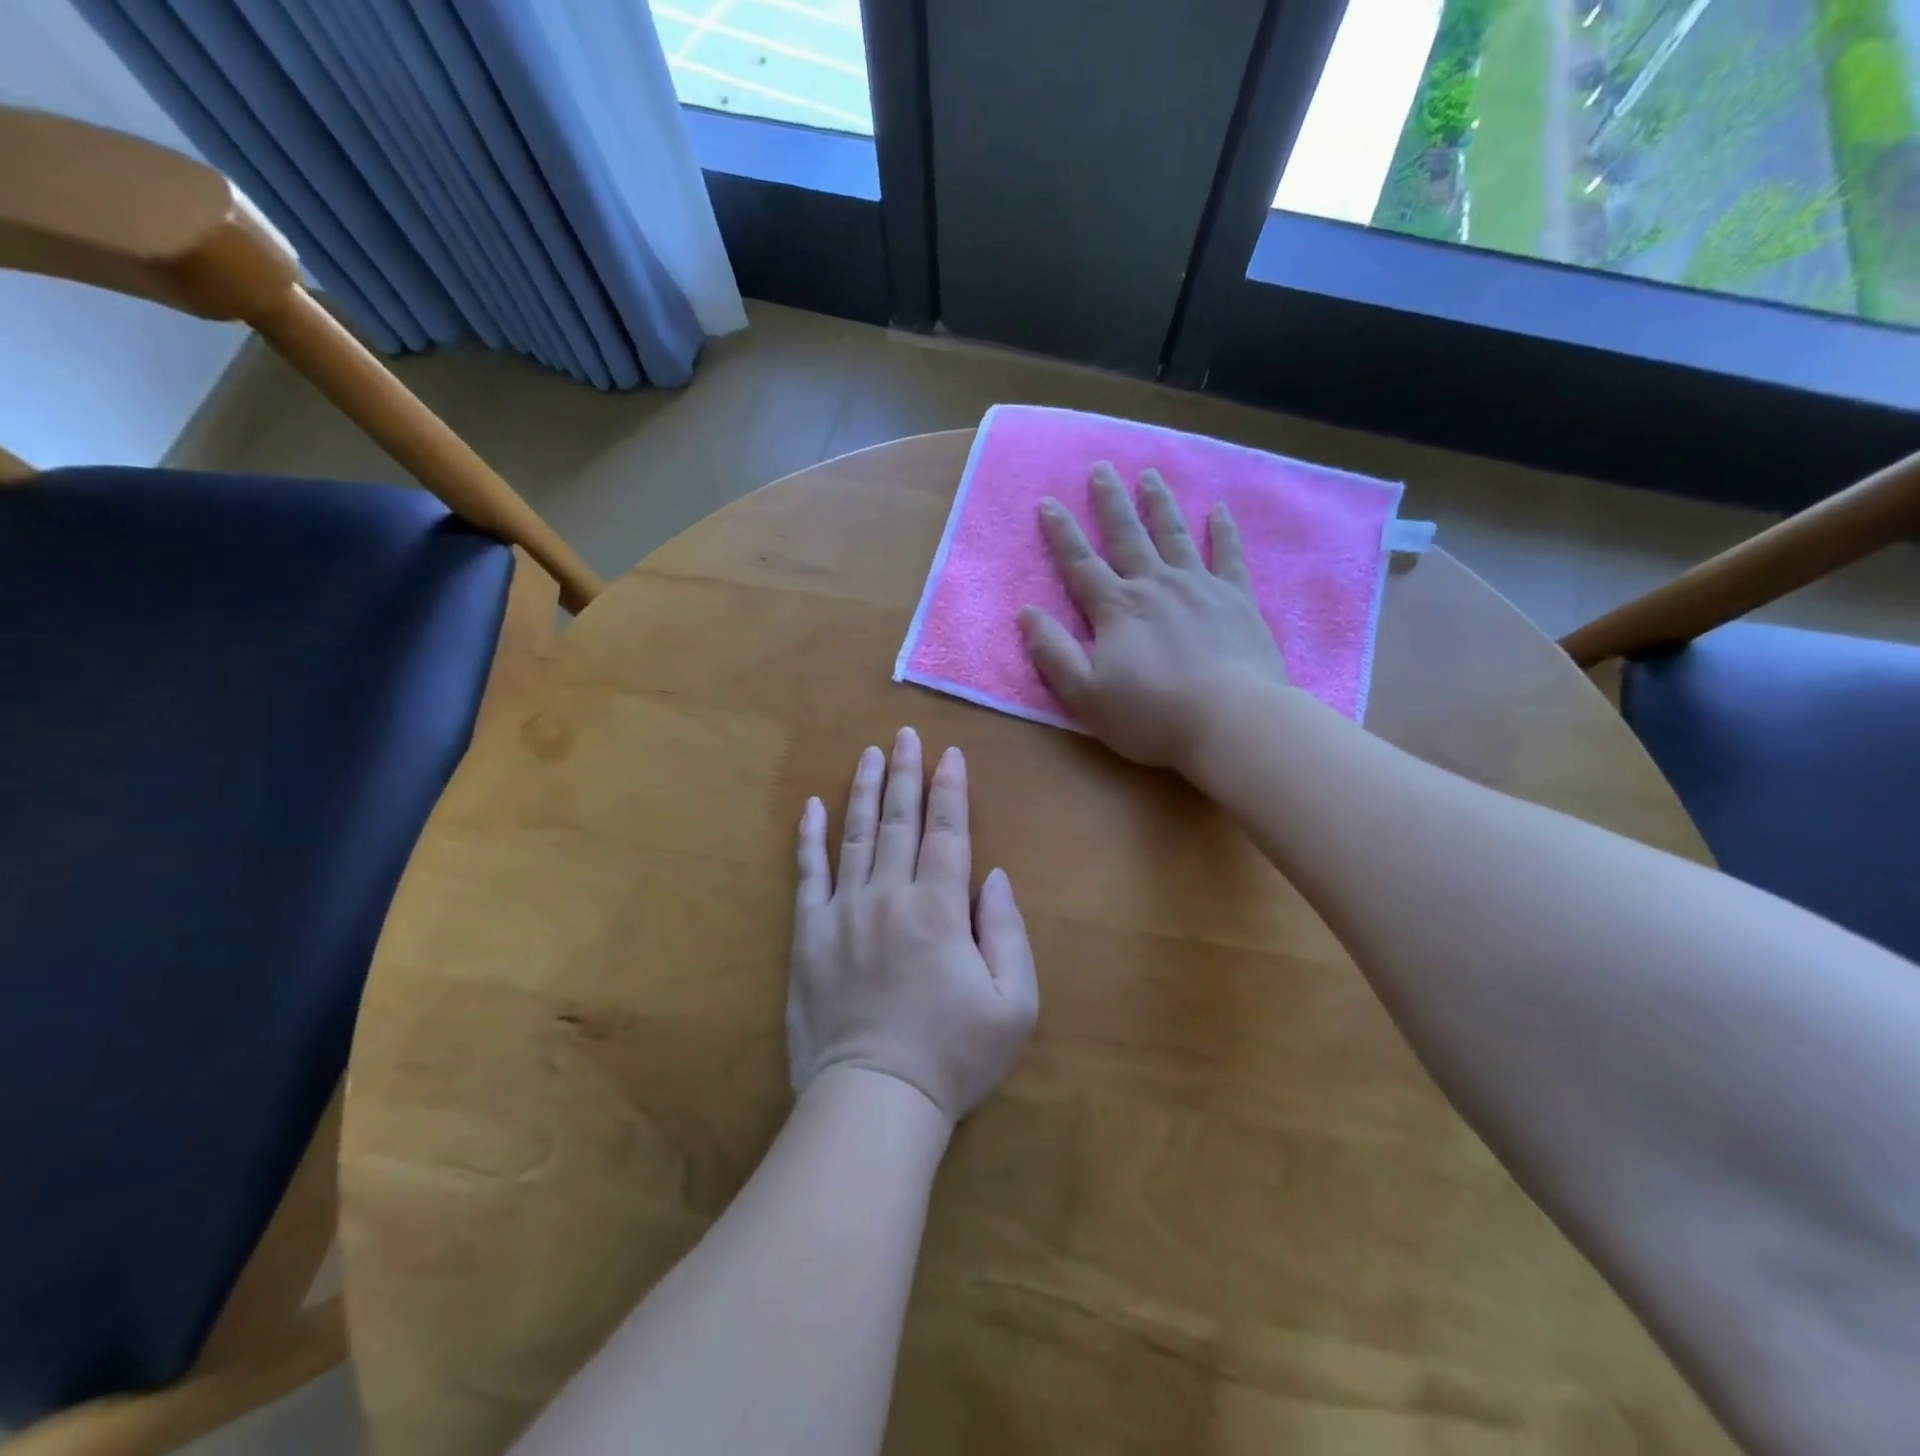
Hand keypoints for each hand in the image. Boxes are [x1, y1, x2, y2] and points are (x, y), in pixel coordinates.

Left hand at [788, 729, 1038, 1123]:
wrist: (874, 1099)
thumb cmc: (952, 1056)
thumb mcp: (1013, 1004)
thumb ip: (1009, 933)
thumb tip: (994, 878)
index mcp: (940, 910)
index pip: (947, 833)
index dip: (950, 791)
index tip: (950, 756)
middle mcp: (889, 896)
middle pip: (899, 821)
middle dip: (906, 774)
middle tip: (906, 735)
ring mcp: (843, 912)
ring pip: (855, 836)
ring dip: (863, 791)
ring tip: (869, 754)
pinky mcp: (809, 935)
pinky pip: (808, 875)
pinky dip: (810, 838)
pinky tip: (812, 807)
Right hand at [1019, 462, 1288, 771]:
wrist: (1231, 721)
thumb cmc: (1152, 715)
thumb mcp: (1086, 694)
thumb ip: (1054, 653)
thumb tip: (1027, 613)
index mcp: (1116, 609)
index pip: (1080, 564)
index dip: (1061, 534)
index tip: (1049, 502)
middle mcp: (1155, 585)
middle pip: (1127, 536)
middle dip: (1110, 502)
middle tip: (1101, 469)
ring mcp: (1199, 587)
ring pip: (1174, 535)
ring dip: (1159, 504)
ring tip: (1150, 475)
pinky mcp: (1237, 599)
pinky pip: (1228, 555)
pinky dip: (1223, 531)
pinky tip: (1218, 510)